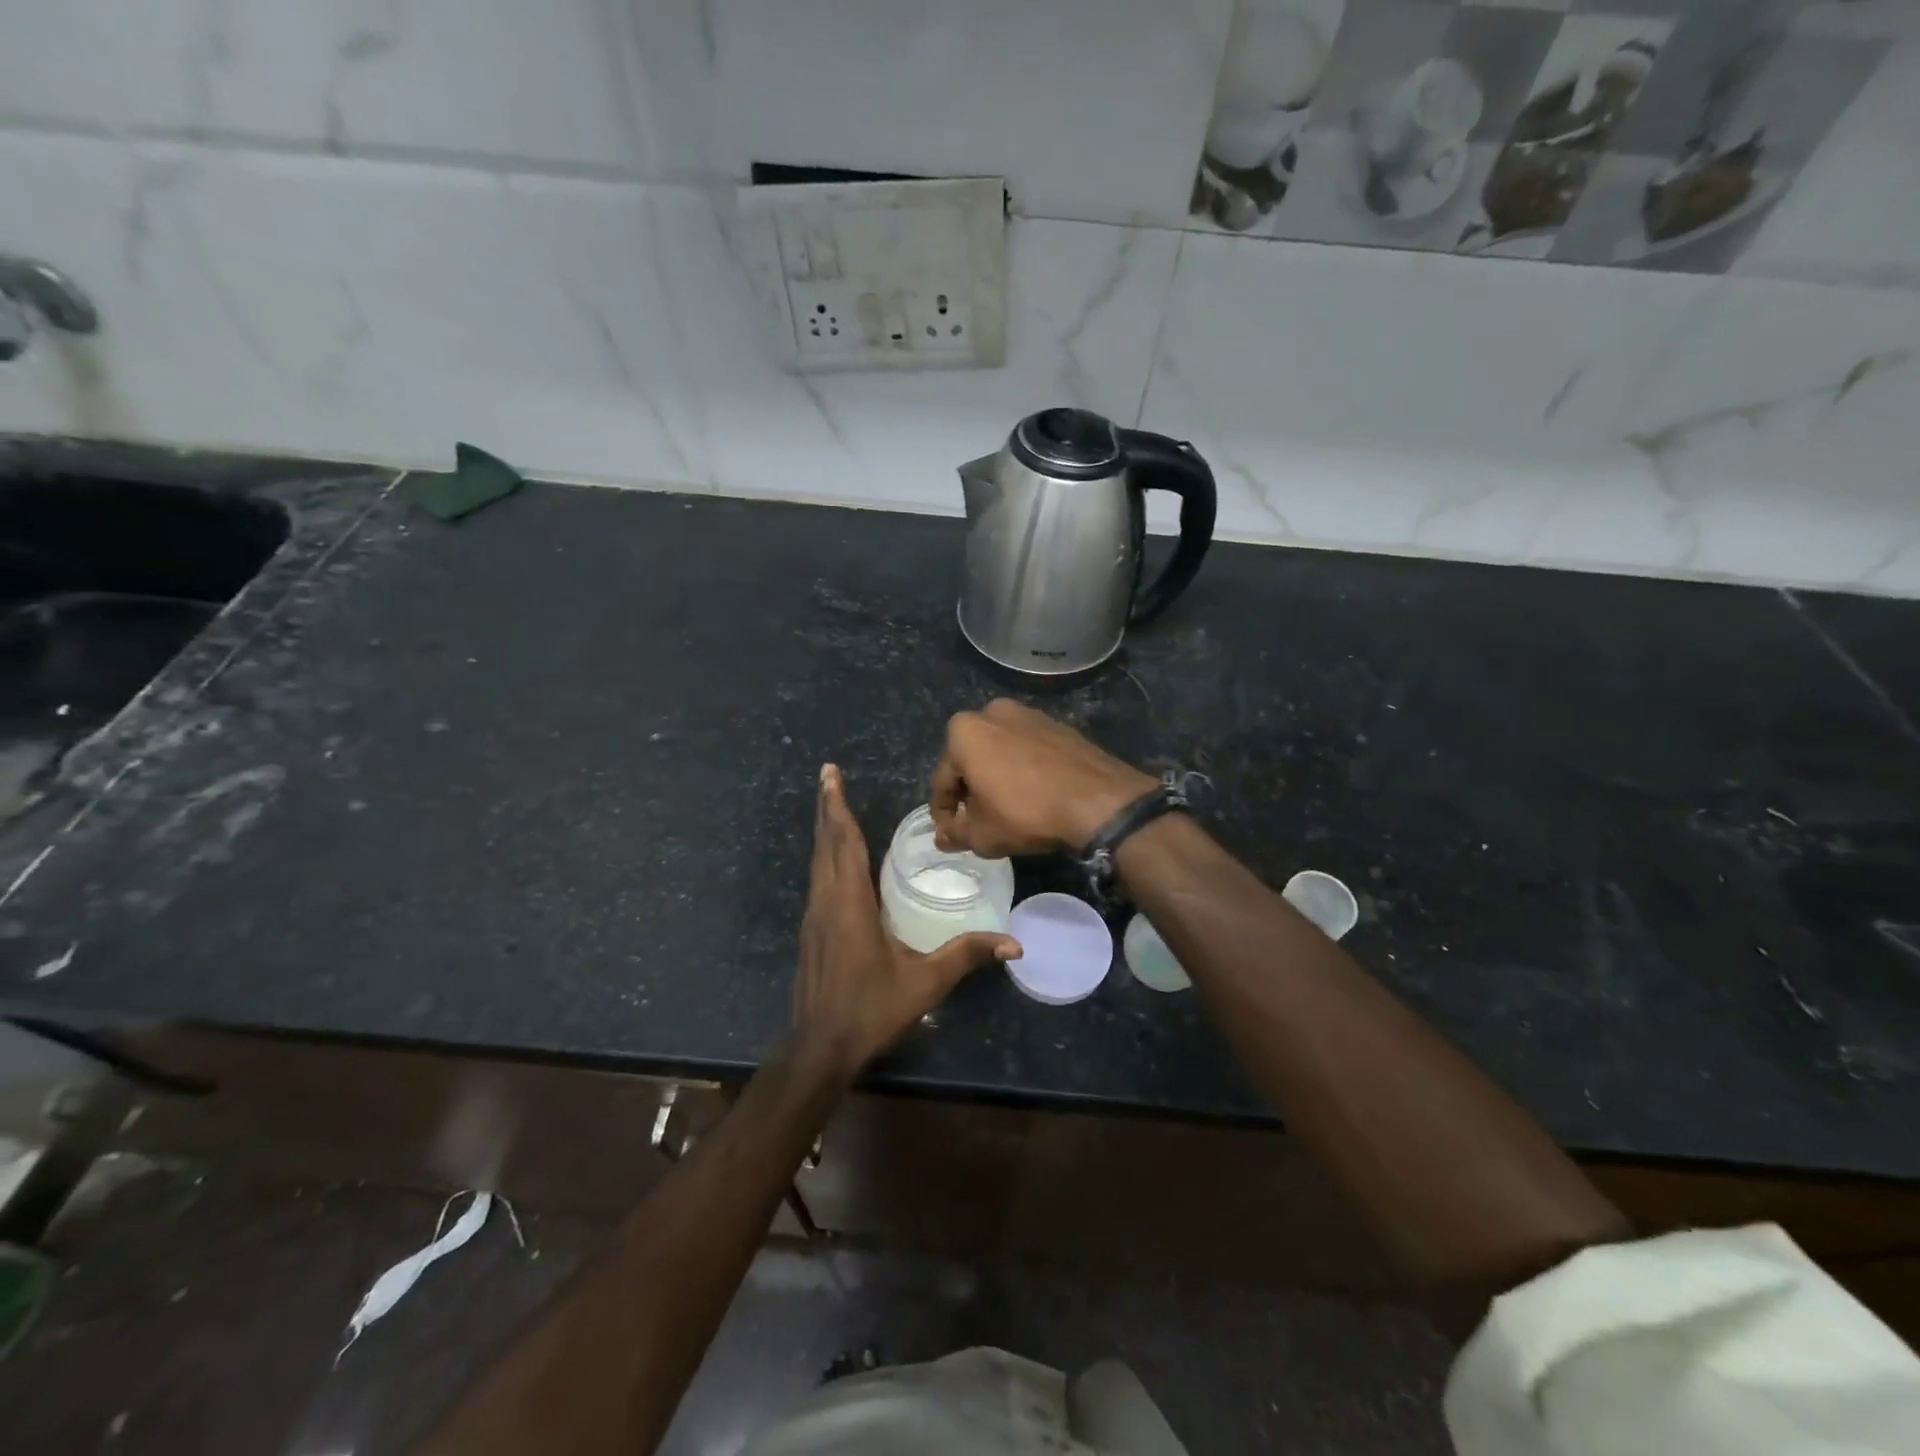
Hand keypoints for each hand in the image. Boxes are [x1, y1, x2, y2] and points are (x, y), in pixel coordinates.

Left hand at [793, 764, 1017, 1079]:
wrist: (820, 1049)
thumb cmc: (870, 1010)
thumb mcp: (924, 983)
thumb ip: (966, 956)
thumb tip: (1014, 944)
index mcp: (849, 904)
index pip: (844, 843)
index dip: (839, 807)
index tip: (831, 774)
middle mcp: (826, 902)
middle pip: (826, 845)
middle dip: (828, 808)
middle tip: (828, 775)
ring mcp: (814, 917)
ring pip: (818, 861)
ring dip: (826, 830)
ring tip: (832, 805)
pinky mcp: (812, 932)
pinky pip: (819, 879)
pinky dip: (826, 856)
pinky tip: (836, 858)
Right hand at [930, 700, 1156, 856]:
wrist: (1097, 800)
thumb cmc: (1026, 813)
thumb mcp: (982, 834)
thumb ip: (955, 834)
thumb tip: (943, 836)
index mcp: (963, 732)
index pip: (942, 780)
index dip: (943, 813)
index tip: (950, 834)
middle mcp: (992, 712)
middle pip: (970, 760)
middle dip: (970, 791)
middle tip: (977, 822)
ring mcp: (1029, 714)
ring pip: (1000, 752)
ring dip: (996, 778)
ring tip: (1006, 810)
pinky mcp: (1057, 724)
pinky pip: (1027, 750)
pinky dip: (1022, 770)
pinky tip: (1032, 795)